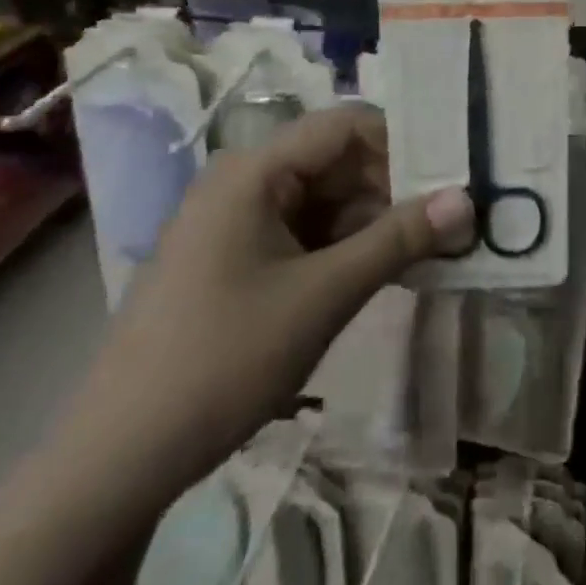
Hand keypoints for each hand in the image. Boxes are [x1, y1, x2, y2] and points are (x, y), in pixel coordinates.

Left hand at [56, 104, 471, 509]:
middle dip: (394, 188)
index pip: (346, 125)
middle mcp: (244, 181)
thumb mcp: (324, 295)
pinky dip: (345, 247)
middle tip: (450, 221)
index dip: (403, 143)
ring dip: (374, 221)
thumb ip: (398, 240)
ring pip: (325, 199)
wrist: (118, 458)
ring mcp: (237, 220)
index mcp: (255, 170)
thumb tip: (467, 199)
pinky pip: (304, 232)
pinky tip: (380, 273)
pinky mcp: (236, 257)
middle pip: (337, 160)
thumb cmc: (224, 359)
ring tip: (426, 251)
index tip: (452, 176)